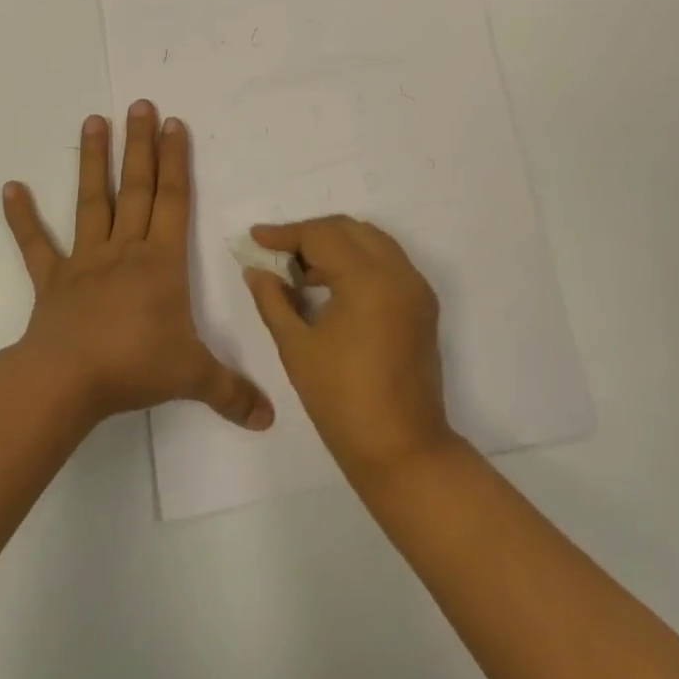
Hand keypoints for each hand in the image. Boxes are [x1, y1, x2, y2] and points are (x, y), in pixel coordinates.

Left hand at [3, 101, 273, 430]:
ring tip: (94, 121)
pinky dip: (22, 218)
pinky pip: (36, 245)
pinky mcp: (53, 280)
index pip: (174, 201)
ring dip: (94, 162)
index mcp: (161, 262)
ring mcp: (85, 261)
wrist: (66, 382)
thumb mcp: (192, 377)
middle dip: (141, 146)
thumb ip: (231, 392)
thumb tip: (269, 418)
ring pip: (92, 202)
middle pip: (137, 188)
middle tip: (140, 104)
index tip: (174, 124)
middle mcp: (125, 250)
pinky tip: (10, 188)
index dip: (176, 161)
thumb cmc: (134, 367)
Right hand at [243, 217, 456, 479]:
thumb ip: (273, 300)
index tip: (255, 237)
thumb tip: (256, 270)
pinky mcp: (423, 305)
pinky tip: (332, 286)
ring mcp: (416, 288)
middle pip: (349, 230)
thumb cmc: (342, 401)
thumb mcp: (297, 347)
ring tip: (301, 273)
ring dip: (336, 246)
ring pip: (372, 242)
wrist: (402, 449)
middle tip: (277, 255)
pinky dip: (359, 262)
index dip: (285, 234)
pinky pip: (388, 263)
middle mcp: (399, 272)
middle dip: (311, 235)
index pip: (322, 236)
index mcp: (369, 279)